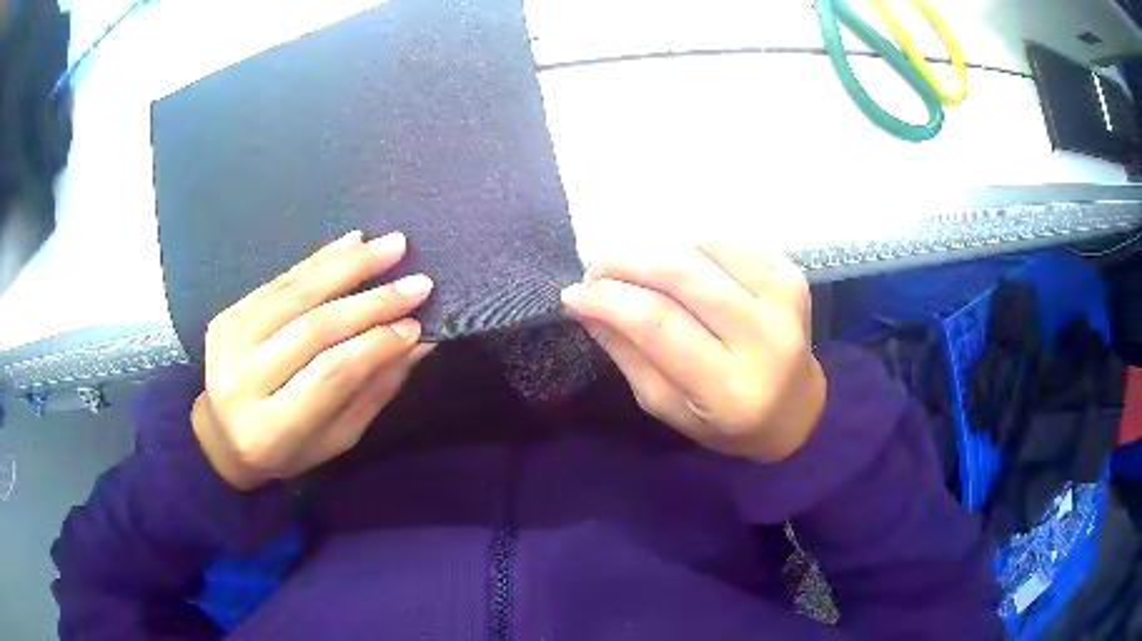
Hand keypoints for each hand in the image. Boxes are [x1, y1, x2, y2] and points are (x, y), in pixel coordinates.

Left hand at [192, 230, 434, 489]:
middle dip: (371, 303)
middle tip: (417, 283)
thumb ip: (373, 393)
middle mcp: (243, 380)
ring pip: (297, 295)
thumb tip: (416, 343)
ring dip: (350, 266)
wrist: (221, 436)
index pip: (331, 373)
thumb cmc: (286, 450)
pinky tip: (354, 241)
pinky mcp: (227, 315)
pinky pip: (279, 280)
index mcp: (270, 429)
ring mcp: (229, 342)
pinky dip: (319, 258)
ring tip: (394, 246)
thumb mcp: (335, 440)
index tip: (416, 325)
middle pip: (314, 329)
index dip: (376, 345)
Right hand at [561, 243, 825, 461]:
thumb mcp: (666, 406)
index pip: (657, 323)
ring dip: (657, 246)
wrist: (794, 408)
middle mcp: (764, 339)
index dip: (609, 298)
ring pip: (705, 246)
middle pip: (682, 274)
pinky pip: (731, 240)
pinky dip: (693, 243)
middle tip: (597, 267)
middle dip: (626, 260)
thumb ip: (627, 354)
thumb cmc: (724, 421)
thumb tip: (583, 302)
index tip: (575, 292)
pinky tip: (681, 262)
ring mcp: (784, 300)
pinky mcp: (791, 275)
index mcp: (729, 388)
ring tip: (635, 265)